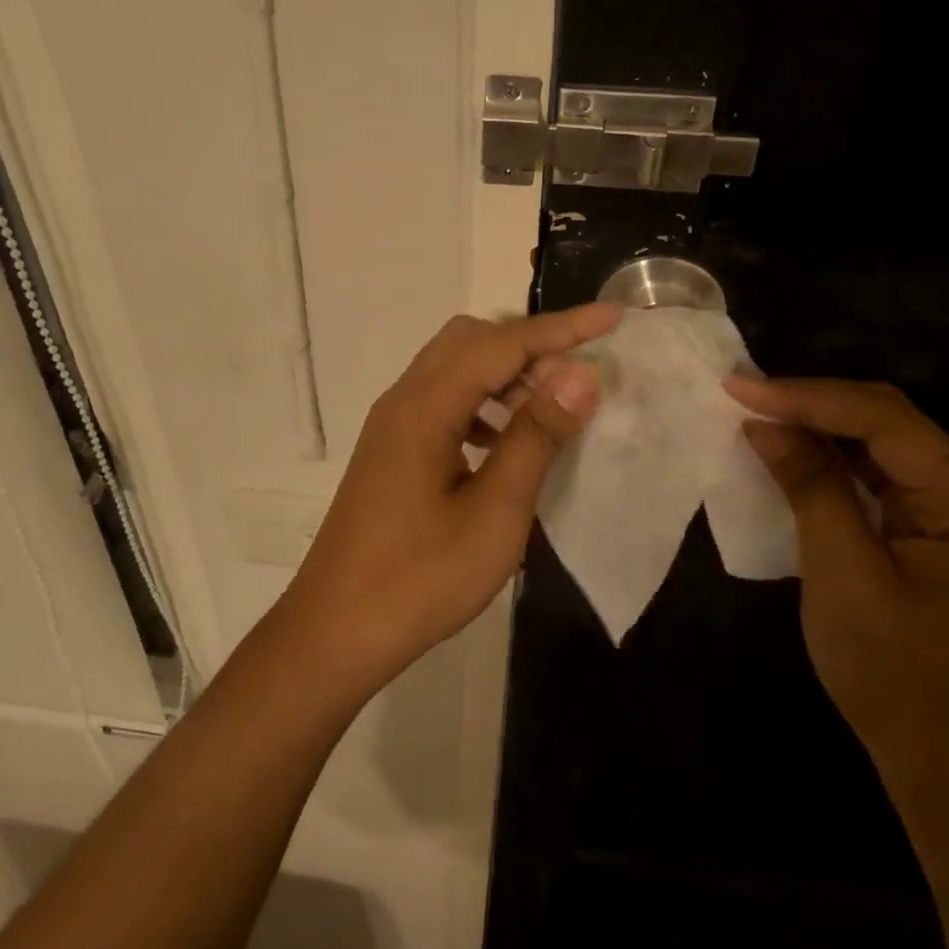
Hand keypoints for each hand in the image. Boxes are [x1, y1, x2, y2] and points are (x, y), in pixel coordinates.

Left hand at [284, 304, 621, 691]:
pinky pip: (442, 401)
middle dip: (530, 345)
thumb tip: (579, 374)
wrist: (335, 631)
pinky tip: (504, 443)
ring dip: (505, 374)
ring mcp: (392, 425)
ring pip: (454, 368)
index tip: (613, 317)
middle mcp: (404, 400)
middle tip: (576, 377)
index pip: (502, 344)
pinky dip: (481, 404)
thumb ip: (535, 437)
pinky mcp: (391, 449)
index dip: (562, 328)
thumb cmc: (420, 579)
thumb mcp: (494, 513)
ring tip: (549, 409)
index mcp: (426, 407)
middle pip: (471, 340)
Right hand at [726, 377, 948, 810]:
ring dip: (823, 432)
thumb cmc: (899, 680)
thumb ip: (811, 489)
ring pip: (887, 451)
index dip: (807, 396)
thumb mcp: (844, 577)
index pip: (885, 420)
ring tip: (760, 416)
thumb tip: (766, 425)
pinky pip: (886, 484)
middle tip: (744, 395)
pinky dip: (838, 467)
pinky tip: (798, 460)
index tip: (739, 387)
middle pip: (892, 425)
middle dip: (815, 405)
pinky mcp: (945, 543)